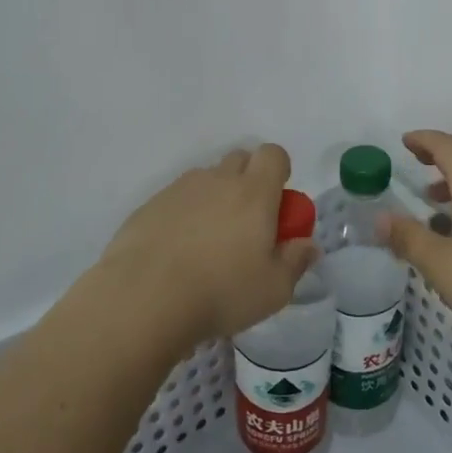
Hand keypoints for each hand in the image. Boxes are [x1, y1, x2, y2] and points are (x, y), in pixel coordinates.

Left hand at [92, 144, 316, 350]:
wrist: (143, 298)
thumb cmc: (221, 292)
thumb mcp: (273, 289)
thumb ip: (296, 261)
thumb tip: (308, 244)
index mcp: (254, 192)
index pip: (273, 154)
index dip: (279, 170)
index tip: (278, 202)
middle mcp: (217, 180)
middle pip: (239, 160)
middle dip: (249, 180)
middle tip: (248, 224)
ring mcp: (179, 190)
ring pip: (206, 179)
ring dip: (215, 198)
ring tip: (209, 243)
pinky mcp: (149, 206)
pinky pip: (176, 199)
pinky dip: (184, 215)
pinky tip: (177, 253)